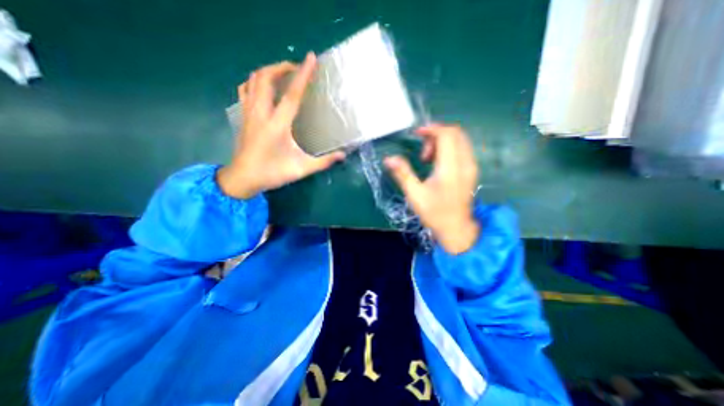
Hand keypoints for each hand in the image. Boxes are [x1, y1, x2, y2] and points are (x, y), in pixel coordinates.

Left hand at [216, 53, 345, 197]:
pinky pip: (245, 89)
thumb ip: (323, 162)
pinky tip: (265, 87)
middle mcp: (261, 113)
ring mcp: (248, 113)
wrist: (243, 178)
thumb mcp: (302, 169)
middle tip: (297, 68)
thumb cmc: (273, 173)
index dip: (303, 75)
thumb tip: (343, 155)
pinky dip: (255, 81)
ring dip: (269, 71)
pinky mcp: (243, 116)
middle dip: (282, 66)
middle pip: (266, 77)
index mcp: (277, 125)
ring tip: (283, 74)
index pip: (292, 94)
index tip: (311, 58)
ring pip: (253, 80)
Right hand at [384, 124, 478, 251]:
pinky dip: (448, 148)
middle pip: (455, 133)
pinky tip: (437, 162)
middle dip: (436, 134)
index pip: (447, 135)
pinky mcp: (471, 170)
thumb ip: (402, 174)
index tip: (417, 134)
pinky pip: (462, 148)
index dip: (432, 129)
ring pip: (460, 139)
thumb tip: (388, 159)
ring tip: (427, 158)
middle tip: (422, 151)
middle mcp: (465, 163)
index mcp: (451, 168)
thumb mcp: (414, 195)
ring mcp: (471, 166)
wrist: (456, 228)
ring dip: (442, 141)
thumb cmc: (434, 213)